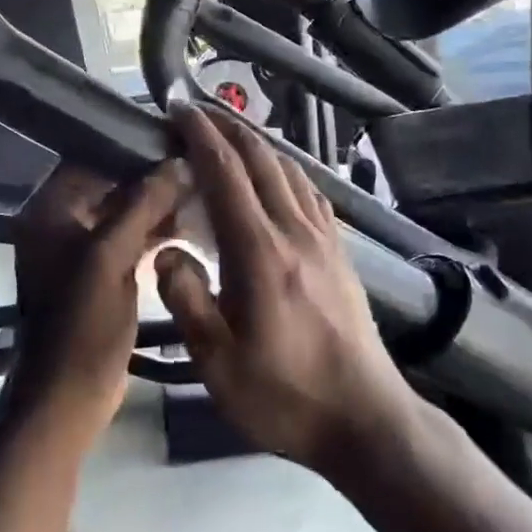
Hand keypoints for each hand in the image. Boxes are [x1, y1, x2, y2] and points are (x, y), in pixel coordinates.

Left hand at [4, 160, 191, 439]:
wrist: (68, 397)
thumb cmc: (82, 323)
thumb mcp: (111, 258)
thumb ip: (143, 204)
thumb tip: (179, 161)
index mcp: (49, 210)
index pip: (90, 157)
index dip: (132, 146)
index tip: (177, 137)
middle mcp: (60, 222)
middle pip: (109, 183)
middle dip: (151, 175)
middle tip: (197, 161)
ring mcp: (79, 250)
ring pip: (122, 211)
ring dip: (157, 203)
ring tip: (201, 187)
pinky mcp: (99, 274)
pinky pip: (127, 239)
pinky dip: (154, 230)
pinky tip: (190, 223)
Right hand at [156, 103, 417, 471]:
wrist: (365, 419)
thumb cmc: (284, 395)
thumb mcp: (218, 363)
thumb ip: (187, 299)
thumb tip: (166, 251)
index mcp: (260, 252)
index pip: (226, 174)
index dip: (201, 136)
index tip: (178, 111)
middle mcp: (295, 232)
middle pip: (261, 160)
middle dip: (227, 127)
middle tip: (197, 113)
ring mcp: (325, 240)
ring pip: (290, 170)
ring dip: (257, 144)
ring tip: (230, 135)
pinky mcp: (341, 253)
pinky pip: (311, 193)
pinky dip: (287, 169)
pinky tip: (278, 176)